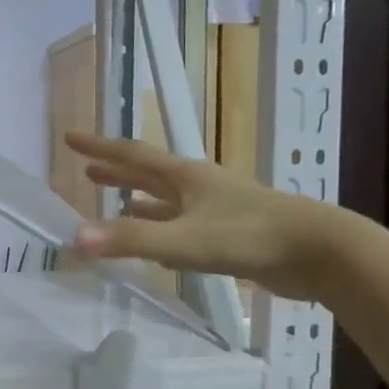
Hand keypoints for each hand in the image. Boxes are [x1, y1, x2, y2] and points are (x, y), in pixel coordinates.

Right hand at [65, 131, 348, 301]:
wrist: (318, 251)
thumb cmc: (249, 236)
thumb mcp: (184, 240)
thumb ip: (131, 240)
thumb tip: (75, 239)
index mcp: (185, 177)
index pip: (132, 155)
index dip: (99, 147)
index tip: (70, 137)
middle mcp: (197, 186)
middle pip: (148, 174)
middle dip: (117, 171)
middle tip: (88, 169)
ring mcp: (215, 209)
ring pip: (166, 201)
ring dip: (139, 199)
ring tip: (115, 201)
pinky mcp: (229, 234)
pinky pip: (183, 226)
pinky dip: (163, 229)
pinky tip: (156, 243)